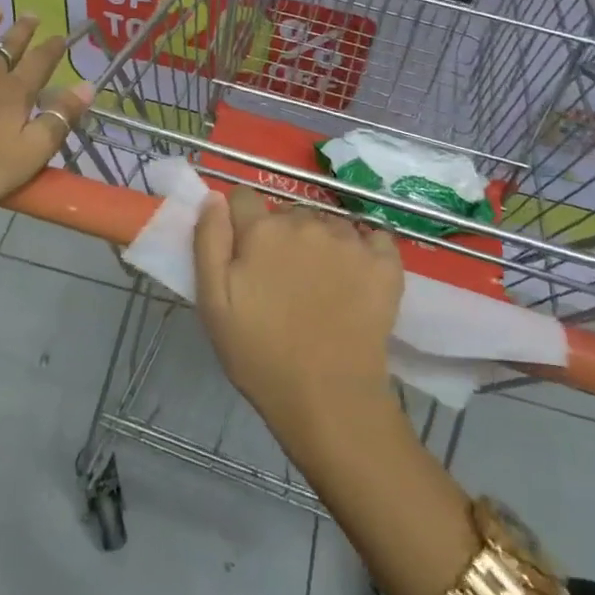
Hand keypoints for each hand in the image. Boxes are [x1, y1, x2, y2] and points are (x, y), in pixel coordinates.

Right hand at [193, 187, 403, 444]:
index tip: (244, 250)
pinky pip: (373, 237)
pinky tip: (357, 278)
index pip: (244, 197)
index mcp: (262, 230)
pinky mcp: (385, 261)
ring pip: (328, 223)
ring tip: (321, 284)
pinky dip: (365, 249)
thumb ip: (209, 240)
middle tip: (282, 279)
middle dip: (282, 234)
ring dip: (321, 242)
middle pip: (288, 212)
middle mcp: (306, 223)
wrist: (329, 398)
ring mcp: (349, 240)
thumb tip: (215, 196)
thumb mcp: (212, 301)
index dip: (240, 221)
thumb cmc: (260, 354)